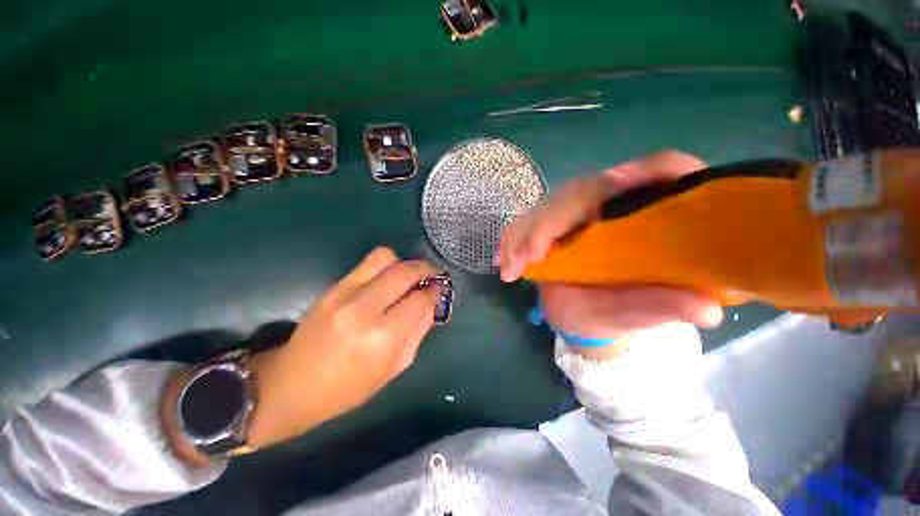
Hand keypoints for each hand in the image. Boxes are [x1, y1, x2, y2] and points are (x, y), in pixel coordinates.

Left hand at [246, 248, 440, 447]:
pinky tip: (387, 279)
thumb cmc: (348, 388)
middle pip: (406, 272)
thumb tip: (432, 302)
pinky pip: (366, 263)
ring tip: (408, 274)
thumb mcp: (395, 368)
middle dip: (426, 269)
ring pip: (385, 258)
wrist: (290, 385)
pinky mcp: (332, 287)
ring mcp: (344, 294)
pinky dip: (385, 265)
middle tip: (433, 274)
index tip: (439, 289)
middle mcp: (365, 310)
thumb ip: (419, 331)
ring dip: (404, 262)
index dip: (435, 291)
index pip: (421, 299)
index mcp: (384, 338)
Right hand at [497, 150, 722, 358]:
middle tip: (530, 256)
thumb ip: (663, 307)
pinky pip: (526, 222)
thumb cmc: (615, 314)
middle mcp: (608, 207)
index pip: (659, 171)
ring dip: (525, 232)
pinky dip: (512, 239)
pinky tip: (502, 259)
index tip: (616, 182)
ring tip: (510, 265)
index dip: (645, 169)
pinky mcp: (549, 224)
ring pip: (548, 206)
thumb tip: (709, 310)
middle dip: (553, 221)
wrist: (582, 316)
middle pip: (582, 191)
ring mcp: (573, 214)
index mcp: (644, 218)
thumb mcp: (638, 314)